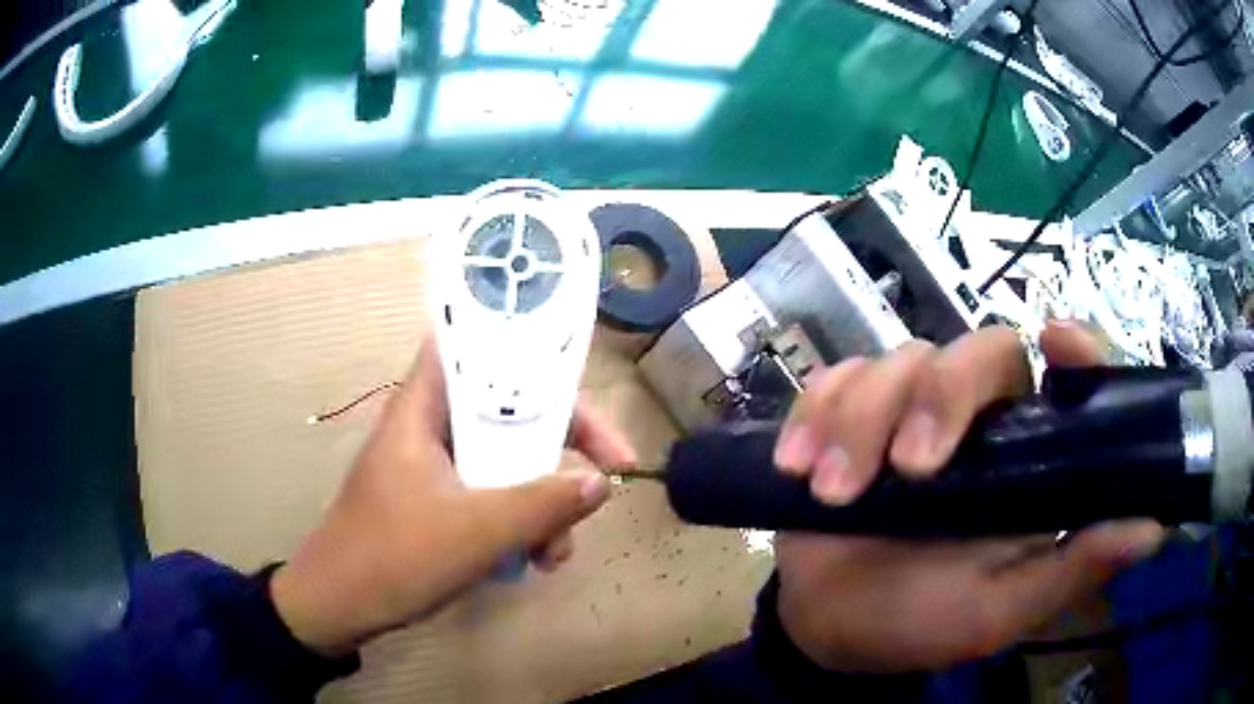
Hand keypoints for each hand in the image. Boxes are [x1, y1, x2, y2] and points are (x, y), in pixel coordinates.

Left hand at [271, 342, 635, 655]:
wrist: (340, 606)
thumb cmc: (396, 556)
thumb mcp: (478, 531)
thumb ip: (543, 503)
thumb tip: (600, 483)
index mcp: (424, 406)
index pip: (474, 344)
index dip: (524, 346)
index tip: (577, 377)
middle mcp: (431, 425)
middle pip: (506, 409)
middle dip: (557, 448)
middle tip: (603, 477)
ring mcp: (434, 465)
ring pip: (504, 459)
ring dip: (541, 498)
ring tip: (555, 554)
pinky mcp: (436, 499)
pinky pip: (491, 493)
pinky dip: (518, 520)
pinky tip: (533, 561)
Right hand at [772, 322, 1164, 672]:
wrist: (830, 629)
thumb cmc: (922, 624)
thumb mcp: (1001, 611)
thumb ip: (1071, 571)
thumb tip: (1152, 529)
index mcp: (1027, 460)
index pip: (1064, 374)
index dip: (1072, 344)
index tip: (1056, 338)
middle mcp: (979, 423)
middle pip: (976, 351)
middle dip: (939, 397)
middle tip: (907, 468)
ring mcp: (909, 412)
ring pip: (898, 361)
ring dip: (861, 422)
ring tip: (830, 492)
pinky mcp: (848, 415)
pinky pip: (834, 380)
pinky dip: (815, 414)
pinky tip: (797, 465)